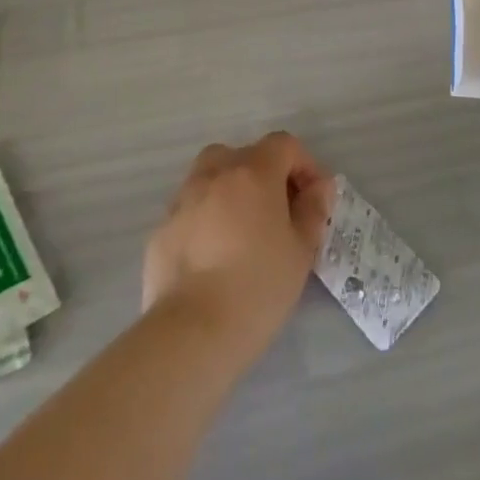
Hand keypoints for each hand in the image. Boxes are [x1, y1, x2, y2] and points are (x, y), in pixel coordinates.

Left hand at [142, 133, 334, 361]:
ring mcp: (183, 201)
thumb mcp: (301, 251)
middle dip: (263, 174)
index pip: (284, 145)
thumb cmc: (257, 286)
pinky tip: (212, 257)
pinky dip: (204, 220)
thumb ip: (312, 211)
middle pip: (243, 155)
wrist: (191, 333)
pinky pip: (190, 211)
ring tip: (241, 230)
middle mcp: (215, 175)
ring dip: (229, 191)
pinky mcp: (160, 231)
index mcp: (253, 173)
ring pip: (210, 177)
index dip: (304, 165)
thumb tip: (319, 187)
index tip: (312, 199)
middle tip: (276, 212)